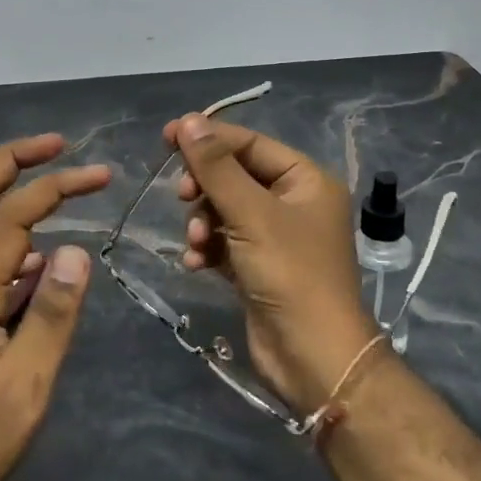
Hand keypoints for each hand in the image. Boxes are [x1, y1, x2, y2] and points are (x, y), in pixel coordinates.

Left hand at [0, 135, 109, 480]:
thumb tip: (76, 248)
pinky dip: (16, 231)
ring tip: (58, 182)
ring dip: (11, 188)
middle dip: (11, 160)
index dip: (53, 186)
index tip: (100, 176)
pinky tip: (46, 251)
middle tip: (57, 146)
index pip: (10, 216)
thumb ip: (51, 317)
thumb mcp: (23, 389)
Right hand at [166, 115, 380, 414]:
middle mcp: (294, 203)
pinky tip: (196, 263)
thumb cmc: (290, 274)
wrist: (313, 358)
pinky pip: (225, 242)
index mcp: (305, 180)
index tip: (167, 136)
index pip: (250, 144)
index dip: (209, 138)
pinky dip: (208, 247)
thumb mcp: (251, 214)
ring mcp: (277, 237)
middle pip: (235, 176)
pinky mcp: (259, 267)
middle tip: (182, 196)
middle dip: (205, 187)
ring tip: (196, 242)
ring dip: (203, 222)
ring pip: (225, 210)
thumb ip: (217, 167)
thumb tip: (189, 121)